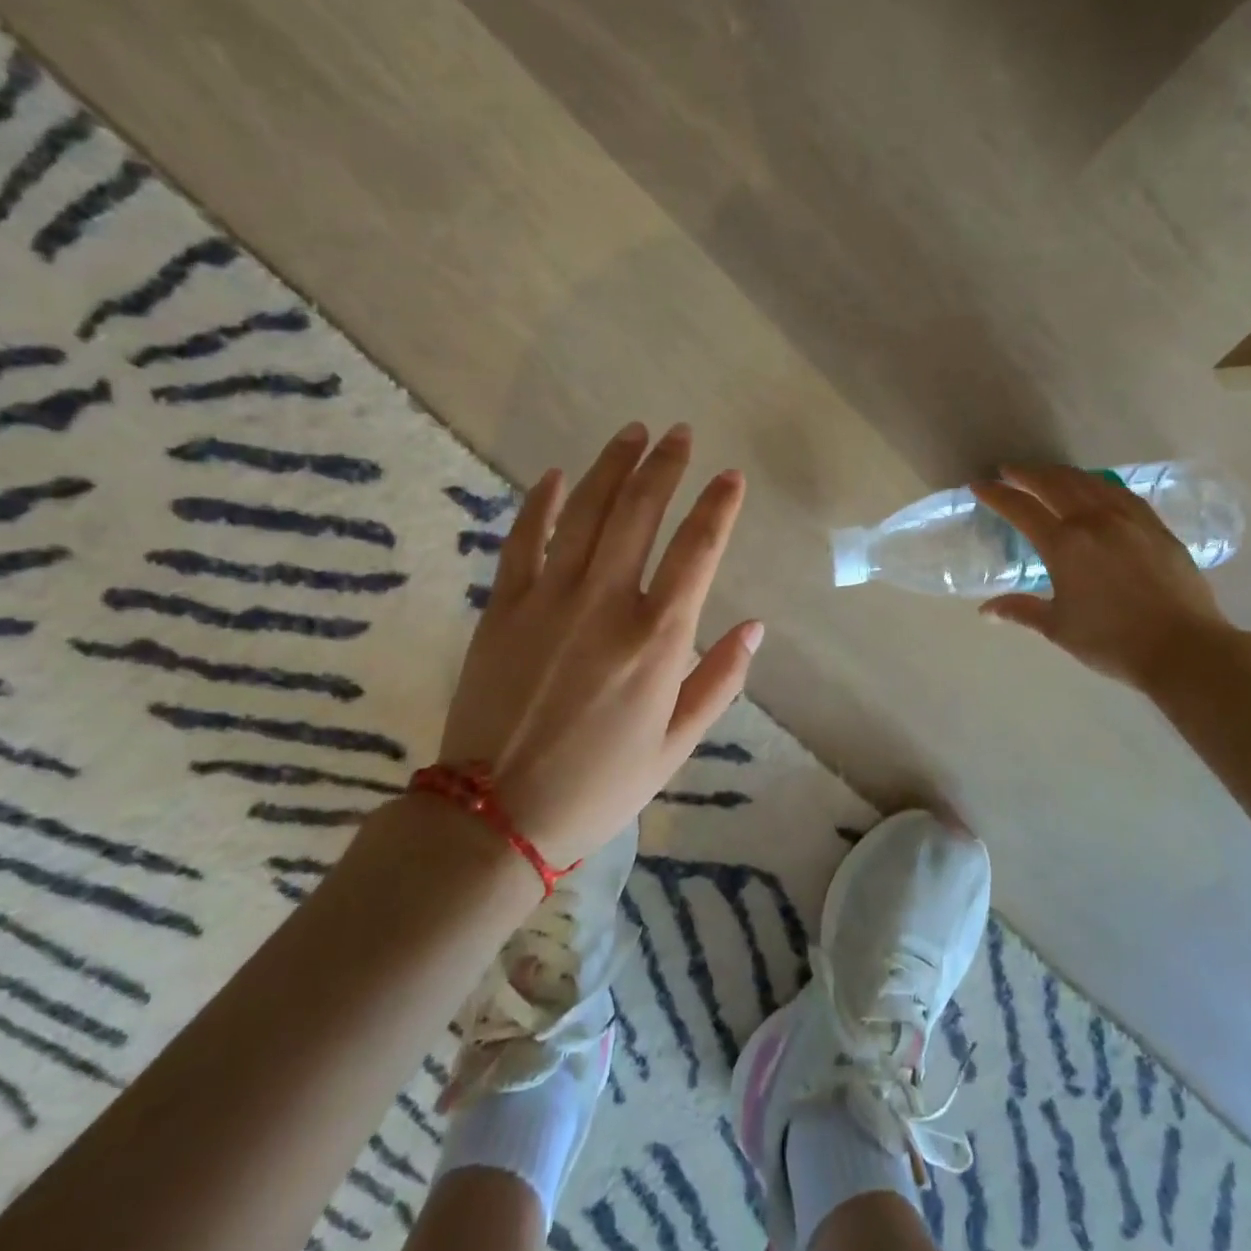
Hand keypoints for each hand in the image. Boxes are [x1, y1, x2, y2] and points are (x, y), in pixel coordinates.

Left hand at [460, 422, 760, 867]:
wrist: (496, 817)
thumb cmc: (599, 786)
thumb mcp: (676, 746)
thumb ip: (719, 680)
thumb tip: (754, 627)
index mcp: (657, 638)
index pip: (698, 549)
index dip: (718, 506)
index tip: (731, 476)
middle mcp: (606, 603)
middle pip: (640, 512)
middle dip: (665, 465)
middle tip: (679, 434)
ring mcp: (549, 599)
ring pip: (586, 512)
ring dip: (612, 466)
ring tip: (632, 433)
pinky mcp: (503, 607)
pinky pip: (523, 540)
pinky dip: (542, 503)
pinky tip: (556, 475)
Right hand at [971, 465, 1236, 693]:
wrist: (1183, 647)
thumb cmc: (1112, 641)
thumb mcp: (1059, 628)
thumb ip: (1021, 610)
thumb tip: (986, 611)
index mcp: (1063, 544)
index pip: (1021, 508)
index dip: (997, 494)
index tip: (979, 485)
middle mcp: (1093, 520)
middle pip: (1054, 483)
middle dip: (1027, 474)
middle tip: (1009, 470)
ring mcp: (1128, 519)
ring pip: (1089, 482)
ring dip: (1061, 474)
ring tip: (1047, 474)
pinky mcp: (1155, 525)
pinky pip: (1120, 492)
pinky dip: (1097, 484)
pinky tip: (1095, 488)